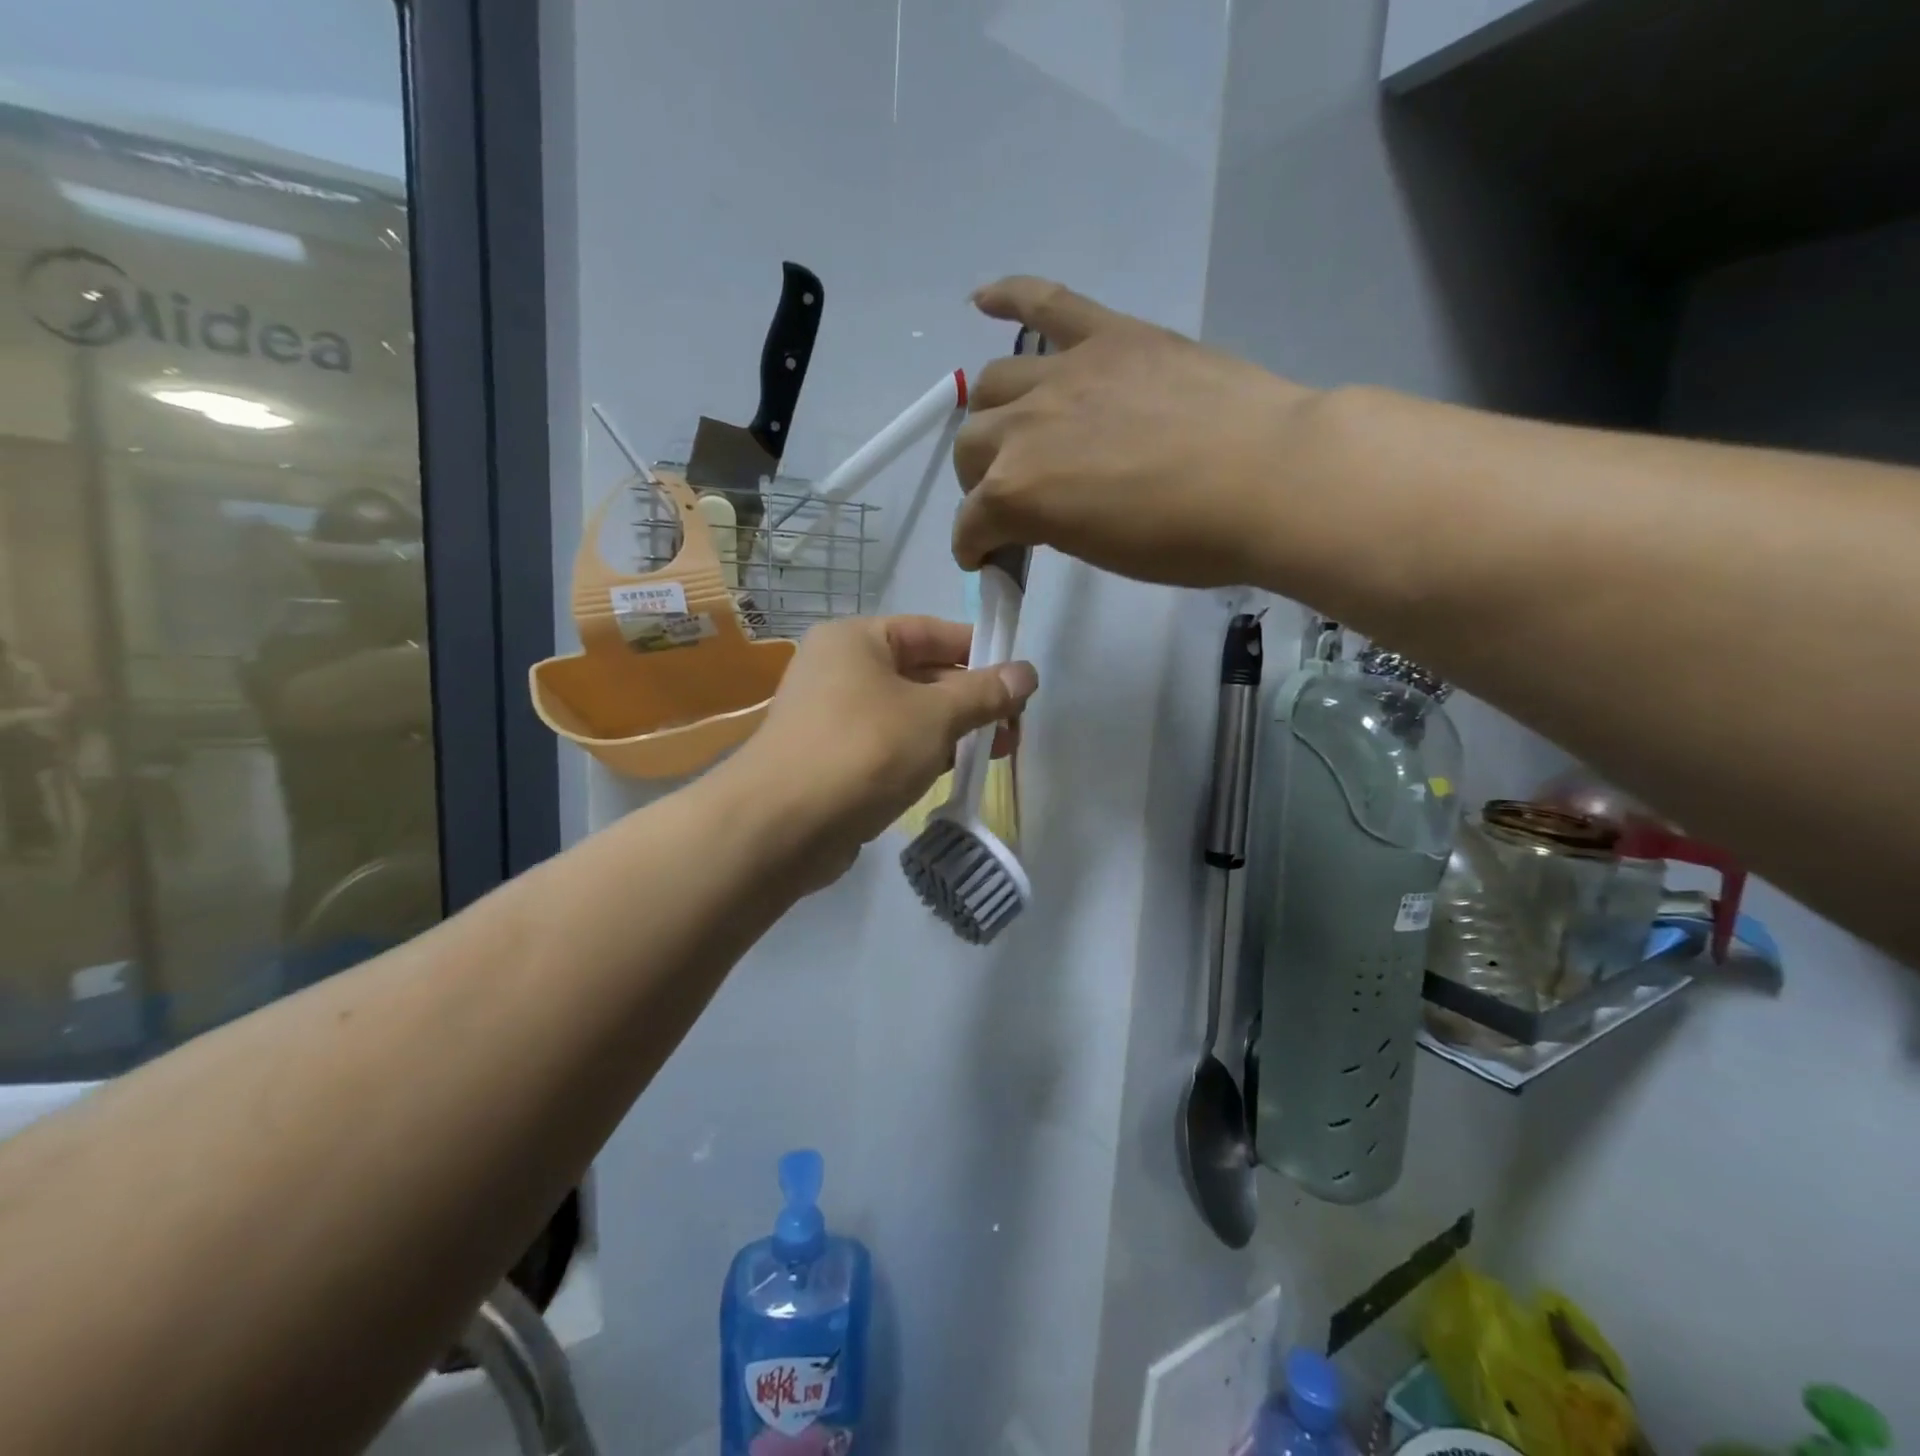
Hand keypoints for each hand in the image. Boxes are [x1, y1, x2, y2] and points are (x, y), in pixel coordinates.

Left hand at [731, 616, 1037, 887]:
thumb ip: (984, 693)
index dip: (979, 651)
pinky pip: (889, 746)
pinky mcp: (833, 761)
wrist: (781, 827)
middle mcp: (839, 670)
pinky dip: (922, 754)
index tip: (1018, 679)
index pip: (931, 632)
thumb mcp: (934, 715)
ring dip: (952, 730)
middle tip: (1014, 726)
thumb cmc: (863, 750)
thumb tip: (1028, 672)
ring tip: (997, 750)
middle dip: (970, 699)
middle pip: (921, 674)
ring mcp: (833, 718)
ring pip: (907, 714)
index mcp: (856, 640)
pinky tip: (954, 771)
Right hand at [953, 277, 1316, 586]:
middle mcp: (1023, 427)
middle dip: (977, 482)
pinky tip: (981, 299)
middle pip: (971, 447)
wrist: (1269, 478)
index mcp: (1019, 492)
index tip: (988, 557)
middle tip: (1008, 498)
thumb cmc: (1186, 539)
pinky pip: (1045, 302)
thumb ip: (1051, 525)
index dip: (973, 546)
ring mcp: (1064, 372)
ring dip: (990, 416)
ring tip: (1012, 432)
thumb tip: (1038, 514)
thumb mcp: (1100, 552)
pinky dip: (1008, 296)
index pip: (971, 523)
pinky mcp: (1107, 334)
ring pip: (992, 384)